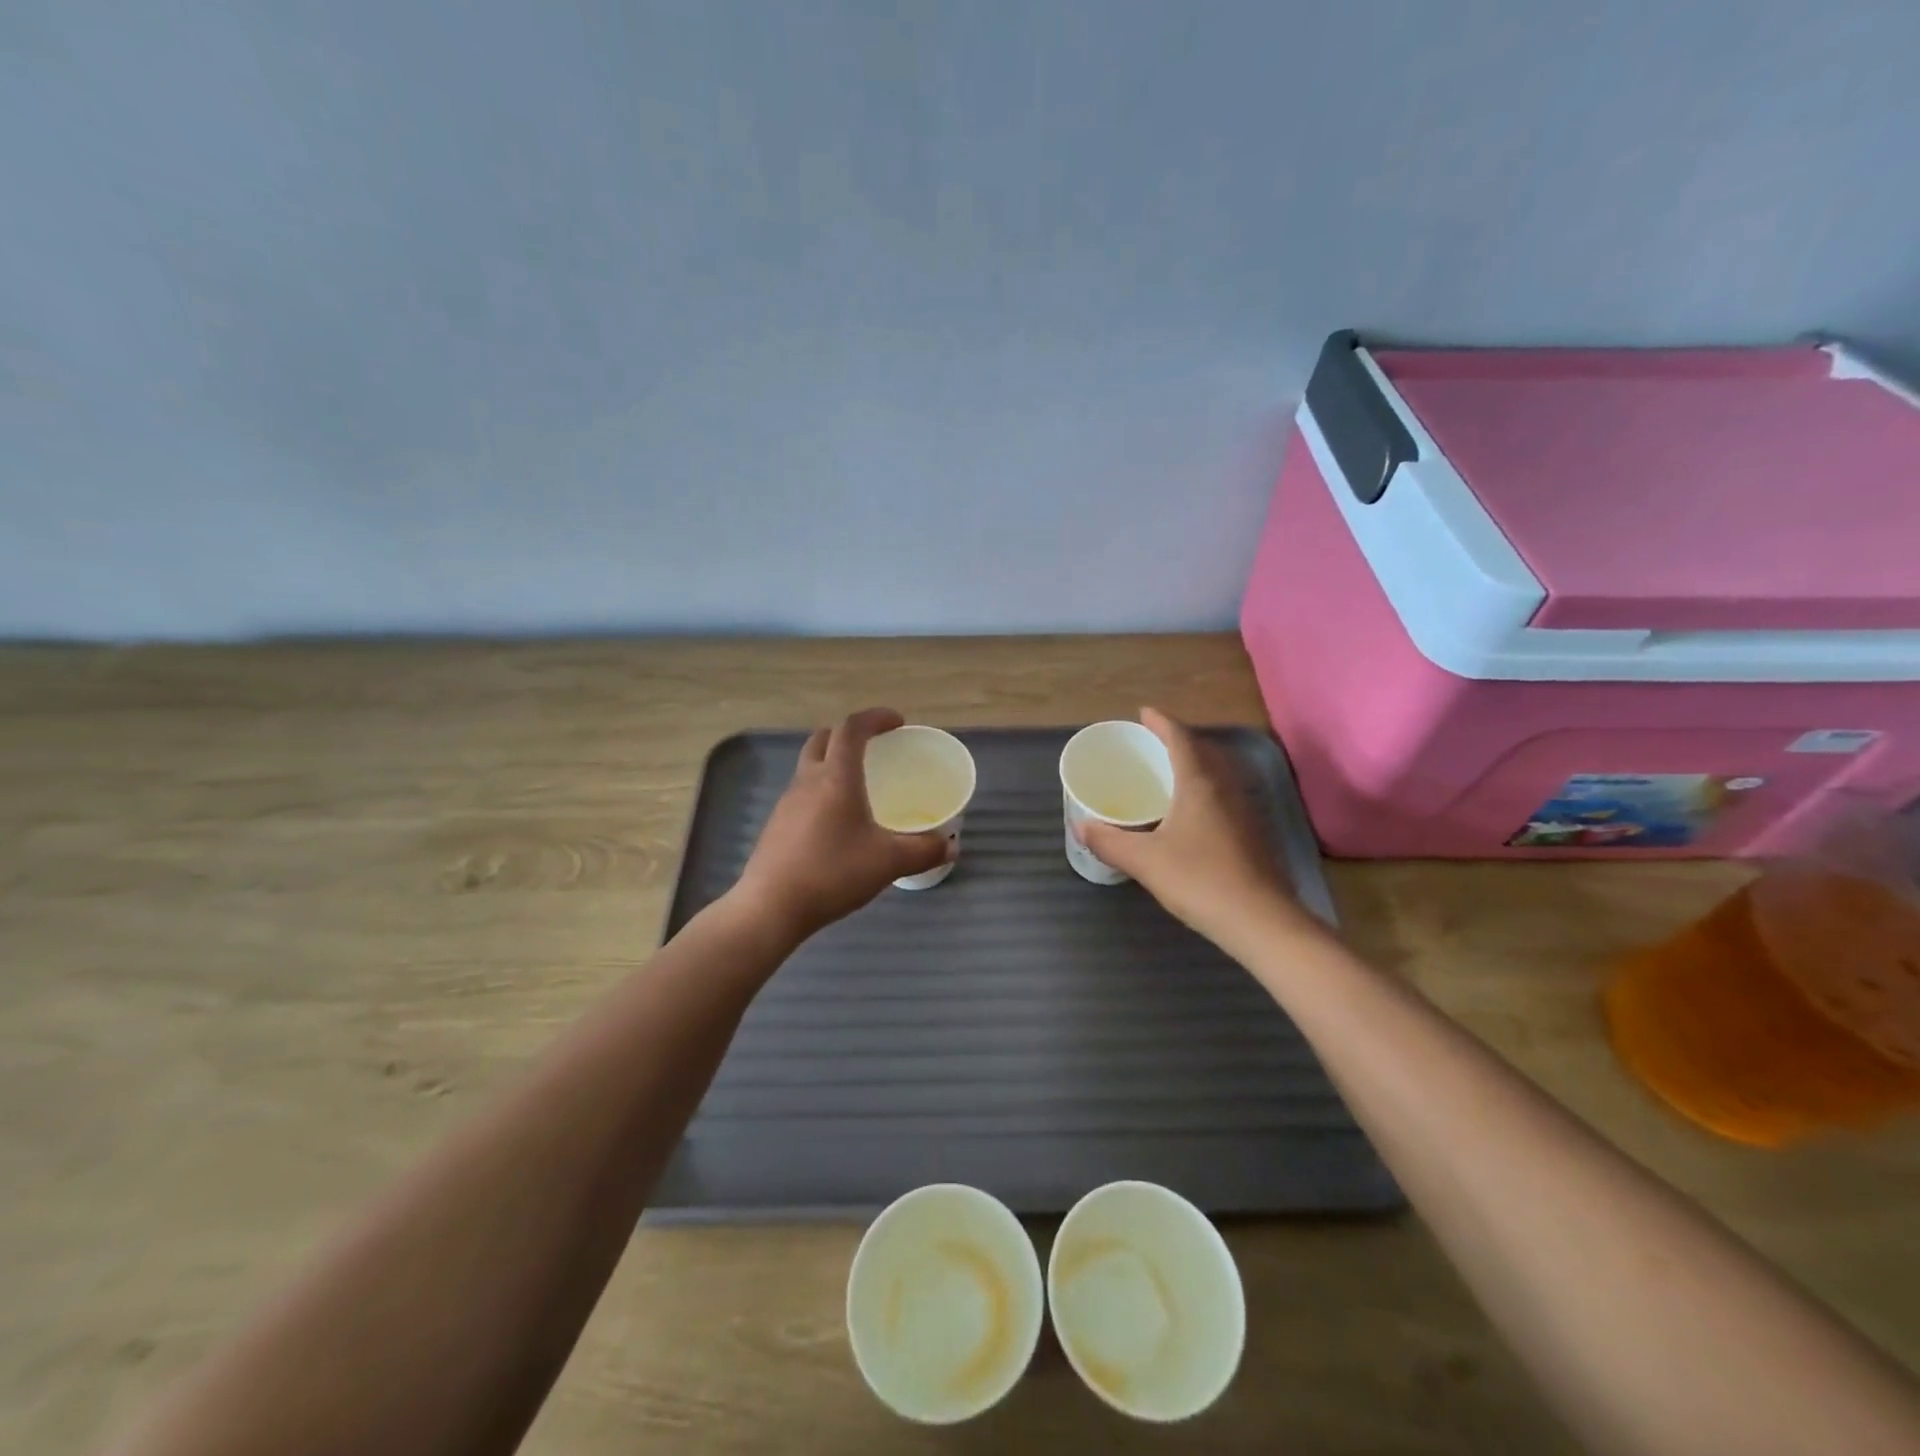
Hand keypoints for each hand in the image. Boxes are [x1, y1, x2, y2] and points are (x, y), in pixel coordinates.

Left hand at [732, 708, 950, 939]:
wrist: (770, 907)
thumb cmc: (833, 873)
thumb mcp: (889, 862)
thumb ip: (924, 850)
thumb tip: (950, 845)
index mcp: (837, 777)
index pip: (852, 728)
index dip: (876, 717)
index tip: (898, 722)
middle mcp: (808, 780)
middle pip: (824, 739)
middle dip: (850, 734)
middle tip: (875, 747)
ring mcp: (787, 802)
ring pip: (810, 766)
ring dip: (833, 762)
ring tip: (859, 785)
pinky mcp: (777, 825)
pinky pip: (802, 792)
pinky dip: (822, 791)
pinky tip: (838, 822)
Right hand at [1076, 708, 1308, 942]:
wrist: (1261, 921)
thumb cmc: (1200, 880)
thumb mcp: (1145, 861)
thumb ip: (1110, 841)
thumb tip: (1080, 827)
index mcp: (1200, 783)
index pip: (1180, 738)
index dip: (1161, 722)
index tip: (1143, 713)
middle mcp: (1226, 788)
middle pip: (1203, 750)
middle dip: (1177, 740)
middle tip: (1152, 743)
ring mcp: (1245, 810)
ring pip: (1217, 773)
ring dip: (1194, 763)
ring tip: (1169, 772)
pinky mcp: (1253, 833)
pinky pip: (1224, 794)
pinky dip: (1204, 788)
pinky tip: (1191, 812)